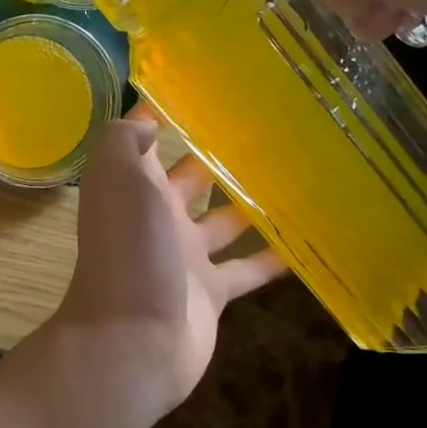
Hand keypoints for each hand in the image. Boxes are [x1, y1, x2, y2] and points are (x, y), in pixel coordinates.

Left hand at [54, 107, 286, 415]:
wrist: (134, 338)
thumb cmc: (129, 248)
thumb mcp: (118, 176)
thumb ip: (126, 141)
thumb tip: (148, 120)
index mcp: (130, 186)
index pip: (144, 141)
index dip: (166, 115)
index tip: (206, 90)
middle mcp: (155, 216)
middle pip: (191, 178)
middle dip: (219, 156)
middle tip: (270, 129)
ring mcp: (184, 255)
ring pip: (223, 220)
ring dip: (251, 202)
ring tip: (298, 174)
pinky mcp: (211, 291)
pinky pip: (247, 268)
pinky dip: (273, 257)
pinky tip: (308, 239)